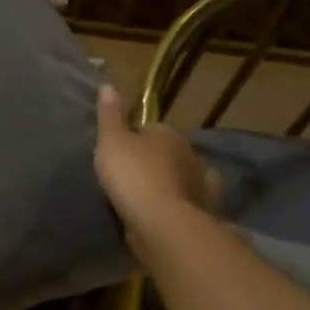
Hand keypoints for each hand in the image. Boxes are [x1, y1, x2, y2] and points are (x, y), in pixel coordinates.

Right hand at [93, 84, 217, 262]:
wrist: (161, 224)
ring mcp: (198, 184)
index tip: (117, 151)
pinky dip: (186, 200)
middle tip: (128, 173)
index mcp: (167, 134)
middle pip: (166, 151)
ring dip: (169, 180)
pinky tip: (176, 206)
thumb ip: (109, 115)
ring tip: (147, 192)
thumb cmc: (133, 176)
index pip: (148, 128)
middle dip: (152, 159)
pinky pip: (191, 200)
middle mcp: (188, 154)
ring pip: (180, 175)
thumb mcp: (111, 141)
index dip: (132, 138)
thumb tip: (108, 85)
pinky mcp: (201, 210)